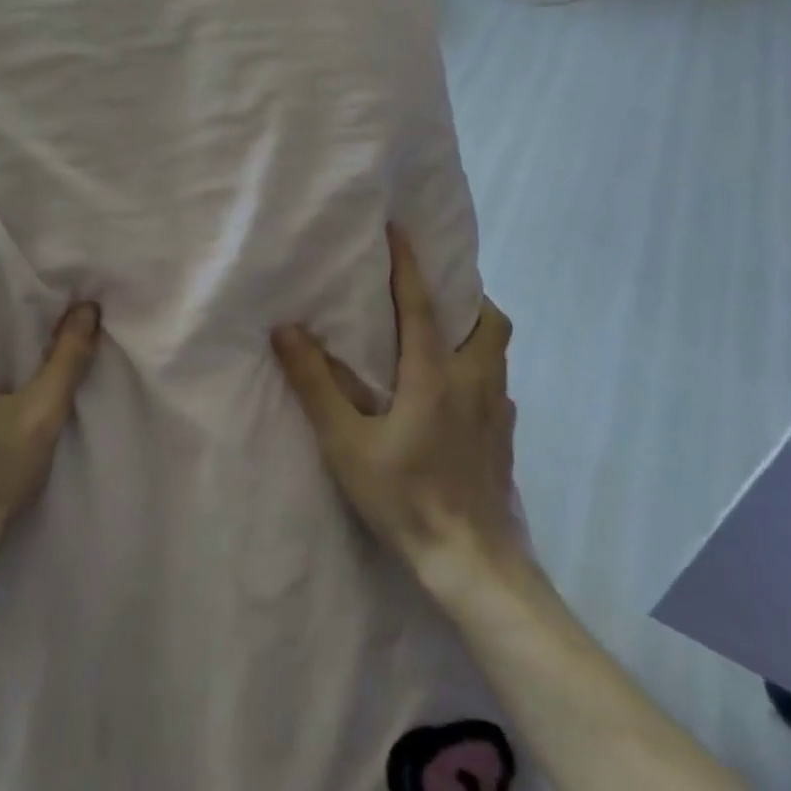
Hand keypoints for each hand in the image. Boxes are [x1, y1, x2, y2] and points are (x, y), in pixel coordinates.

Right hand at [271, 225, 528, 605]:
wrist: (470, 562)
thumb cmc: (403, 496)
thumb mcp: (346, 442)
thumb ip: (315, 383)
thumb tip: (286, 329)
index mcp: (434, 374)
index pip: (422, 303)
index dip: (409, 263)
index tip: (399, 228)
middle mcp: (473, 381)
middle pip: (487, 320)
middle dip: (465, 295)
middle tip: (433, 293)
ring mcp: (496, 411)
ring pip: (497, 351)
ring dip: (475, 329)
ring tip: (442, 335)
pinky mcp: (504, 438)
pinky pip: (497, 384)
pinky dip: (478, 369)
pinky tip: (454, 393)